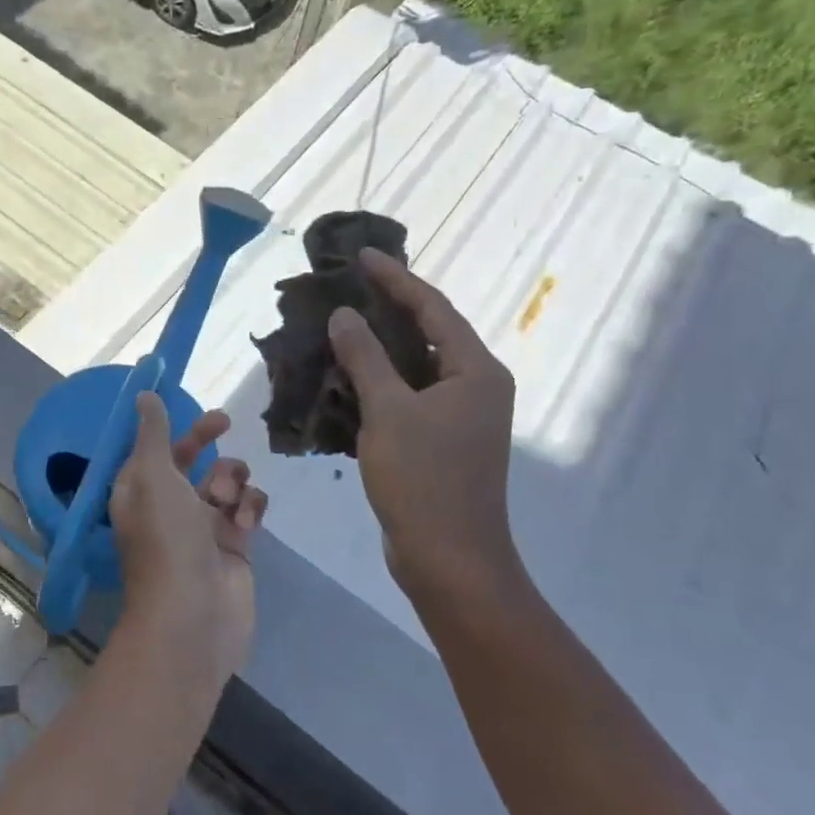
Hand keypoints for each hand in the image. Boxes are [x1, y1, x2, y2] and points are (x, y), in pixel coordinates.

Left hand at [108, 395, 265, 682]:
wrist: (193, 615)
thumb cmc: (166, 538)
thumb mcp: (152, 475)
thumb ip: (153, 433)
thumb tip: (143, 395)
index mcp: (140, 490)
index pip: (156, 447)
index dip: (174, 424)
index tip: (192, 401)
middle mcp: (169, 506)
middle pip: (192, 460)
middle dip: (207, 440)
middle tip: (225, 422)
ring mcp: (203, 527)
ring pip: (225, 482)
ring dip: (231, 479)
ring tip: (227, 501)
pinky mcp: (234, 546)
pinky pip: (247, 509)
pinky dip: (249, 509)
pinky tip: (244, 525)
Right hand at [327, 248, 523, 602]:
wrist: (448, 559)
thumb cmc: (424, 480)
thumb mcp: (388, 411)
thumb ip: (365, 358)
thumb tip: (343, 315)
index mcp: (476, 371)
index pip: (433, 308)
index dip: (396, 279)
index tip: (362, 256)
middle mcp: (475, 386)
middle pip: (428, 332)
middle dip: (387, 308)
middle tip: (347, 286)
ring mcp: (459, 416)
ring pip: (414, 366)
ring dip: (378, 347)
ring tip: (339, 324)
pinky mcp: (441, 440)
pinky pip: (407, 395)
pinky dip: (378, 381)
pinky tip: (344, 376)